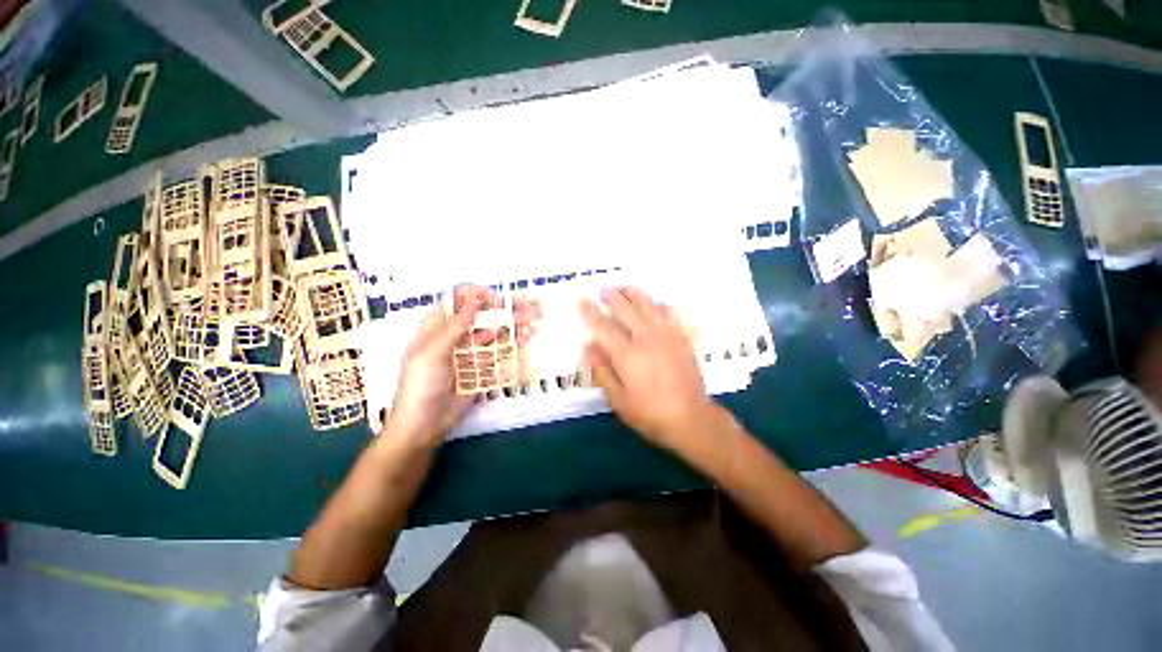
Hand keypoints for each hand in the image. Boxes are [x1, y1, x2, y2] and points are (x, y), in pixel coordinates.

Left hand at [384, 286, 540, 446]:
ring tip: (532, 322)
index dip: (478, 297)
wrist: (424, 426)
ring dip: (513, 325)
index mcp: (437, 327)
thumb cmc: (420, 386)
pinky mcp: (481, 367)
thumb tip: (474, 301)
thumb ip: (453, 327)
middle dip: (504, 309)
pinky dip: (513, 343)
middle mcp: (455, 336)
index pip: (458, 302)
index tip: (497, 300)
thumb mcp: (431, 354)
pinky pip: (498, 351)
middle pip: (482, 316)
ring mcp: (470, 352)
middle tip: (528, 307)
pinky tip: (526, 337)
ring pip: (494, 332)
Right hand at [580, 287, 719, 451]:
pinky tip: (654, 303)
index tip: (582, 302)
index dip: (591, 313)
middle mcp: (646, 338)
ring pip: (649, 306)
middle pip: (626, 310)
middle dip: (613, 297)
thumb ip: (602, 370)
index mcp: (627, 353)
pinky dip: (659, 305)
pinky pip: (669, 314)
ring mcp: (666, 336)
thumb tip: (590, 347)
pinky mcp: (681, 339)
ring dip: (634, 294)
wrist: (691, 418)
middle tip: (603, 289)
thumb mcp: (618, 399)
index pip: (604, 327)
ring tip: (624, 287)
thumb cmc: (649, 413)